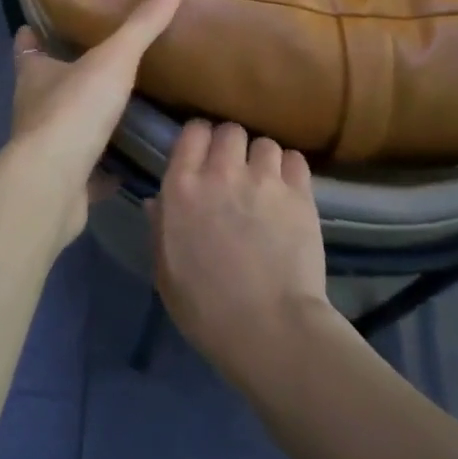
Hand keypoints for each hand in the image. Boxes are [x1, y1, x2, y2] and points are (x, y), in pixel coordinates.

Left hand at [9, 0, 180, 243]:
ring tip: (122, 109)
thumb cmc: (74, 111)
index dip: (33, 35)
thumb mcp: (113, 59)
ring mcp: (46, 149)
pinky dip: (102, 167)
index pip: (26, 47)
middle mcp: (33, 109)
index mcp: (34, 75)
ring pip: (66, 128)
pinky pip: (86, 170)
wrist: (54, 184)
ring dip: (87, 121)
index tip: (43, 25)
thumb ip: (141, 27)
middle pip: (47, 87)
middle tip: (102, 63)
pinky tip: (128, 164)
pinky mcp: (62, 182)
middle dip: (67, 77)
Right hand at [148, 120, 333, 378]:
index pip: (192, 131)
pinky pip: (295, 159)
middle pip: (229, 130)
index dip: (198, 140)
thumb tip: (156, 201)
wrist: (268, 328)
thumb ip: (160, 227)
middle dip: (230, 145)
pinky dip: (289, 170)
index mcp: (182, 187)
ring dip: (261, 159)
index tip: (201, 156)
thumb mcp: (165, 270)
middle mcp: (222, 172)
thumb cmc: (205, 307)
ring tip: (264, 182)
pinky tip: (287, 191)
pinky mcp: (300, 195)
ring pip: (264, 143)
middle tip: (233, 170)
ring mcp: (264, 180)